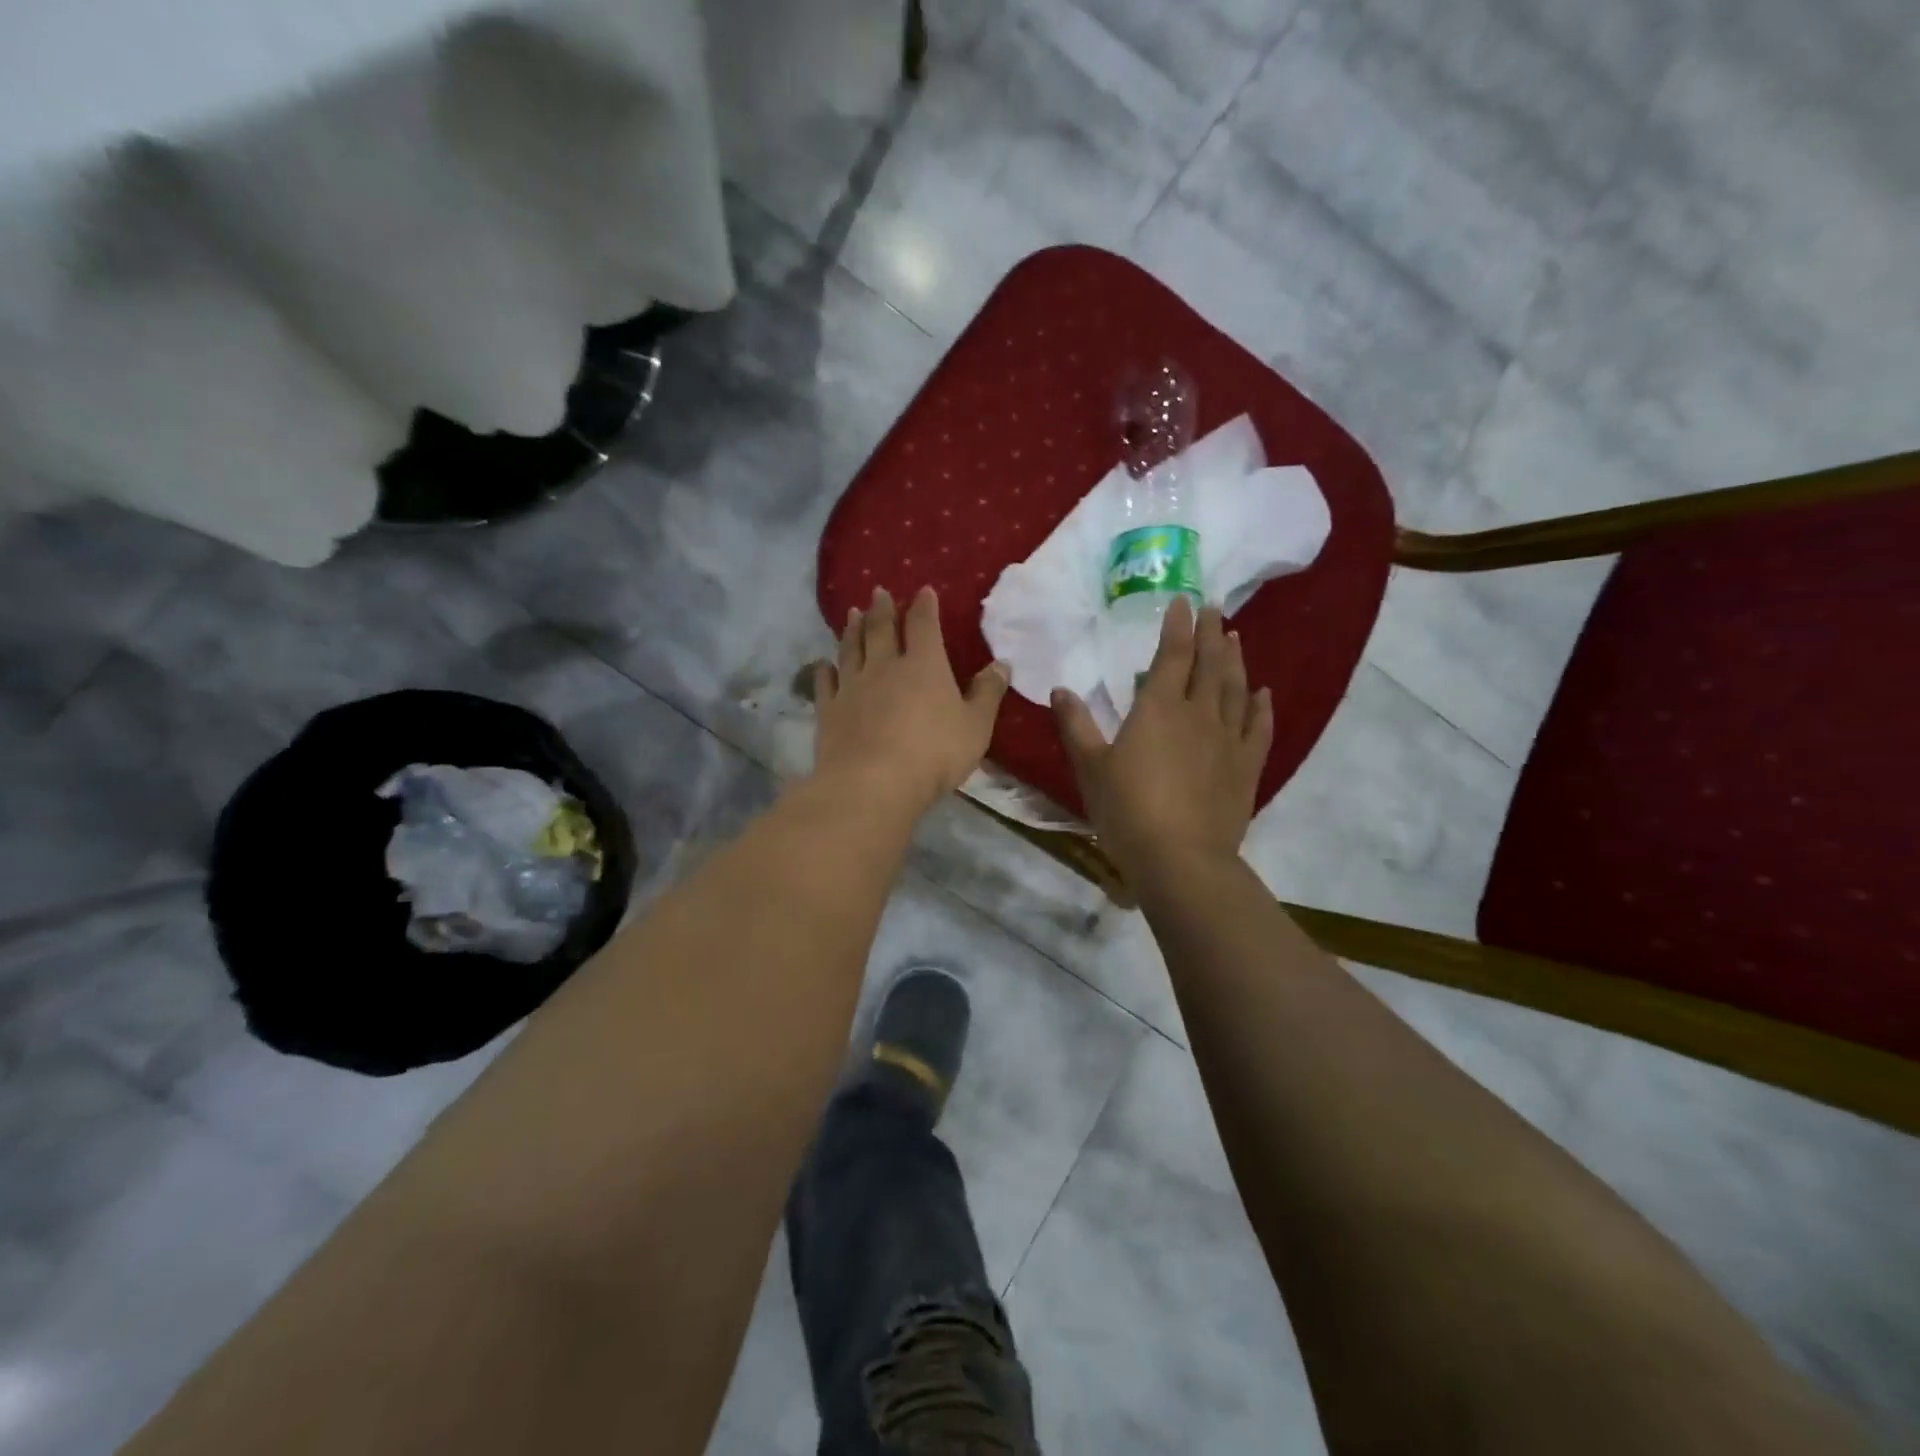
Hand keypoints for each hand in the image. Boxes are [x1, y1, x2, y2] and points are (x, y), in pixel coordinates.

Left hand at [813, 586, 1009, 816]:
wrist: (872, 783)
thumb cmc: (933, 754)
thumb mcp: (975, 727)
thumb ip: (987, 694)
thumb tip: (1001, 664)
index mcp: (923, 665)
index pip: (924, 625)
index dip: (924, 607)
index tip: (923, 591)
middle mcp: (884, 667)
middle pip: (881, 630)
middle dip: (882, 609)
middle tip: (878, 592)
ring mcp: (852, 687)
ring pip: (851, 650)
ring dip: (852, 630)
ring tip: (851, 614)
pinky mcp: (828, 711)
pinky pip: (825, 683)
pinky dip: (824, 671)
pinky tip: (823, 664)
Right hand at [1052, 598, 1272, 884]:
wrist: (1181, 858)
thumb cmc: (1127, 810)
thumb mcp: (1091, 767)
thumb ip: (1076, 726)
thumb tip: (1060, 689)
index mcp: (1159, 708)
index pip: (1173, 655)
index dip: (1178, 626)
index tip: (1183, 601)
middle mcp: (1199, 714)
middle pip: (1209, 664)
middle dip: (1210, 634)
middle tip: (1214, 610)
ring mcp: (1228, 739)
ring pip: (1236, 689)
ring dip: (1235, 660)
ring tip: (1235, 637)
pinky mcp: (1247, 767)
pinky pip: (1259, 728)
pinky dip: (1262, 707)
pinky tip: (1262, 694)